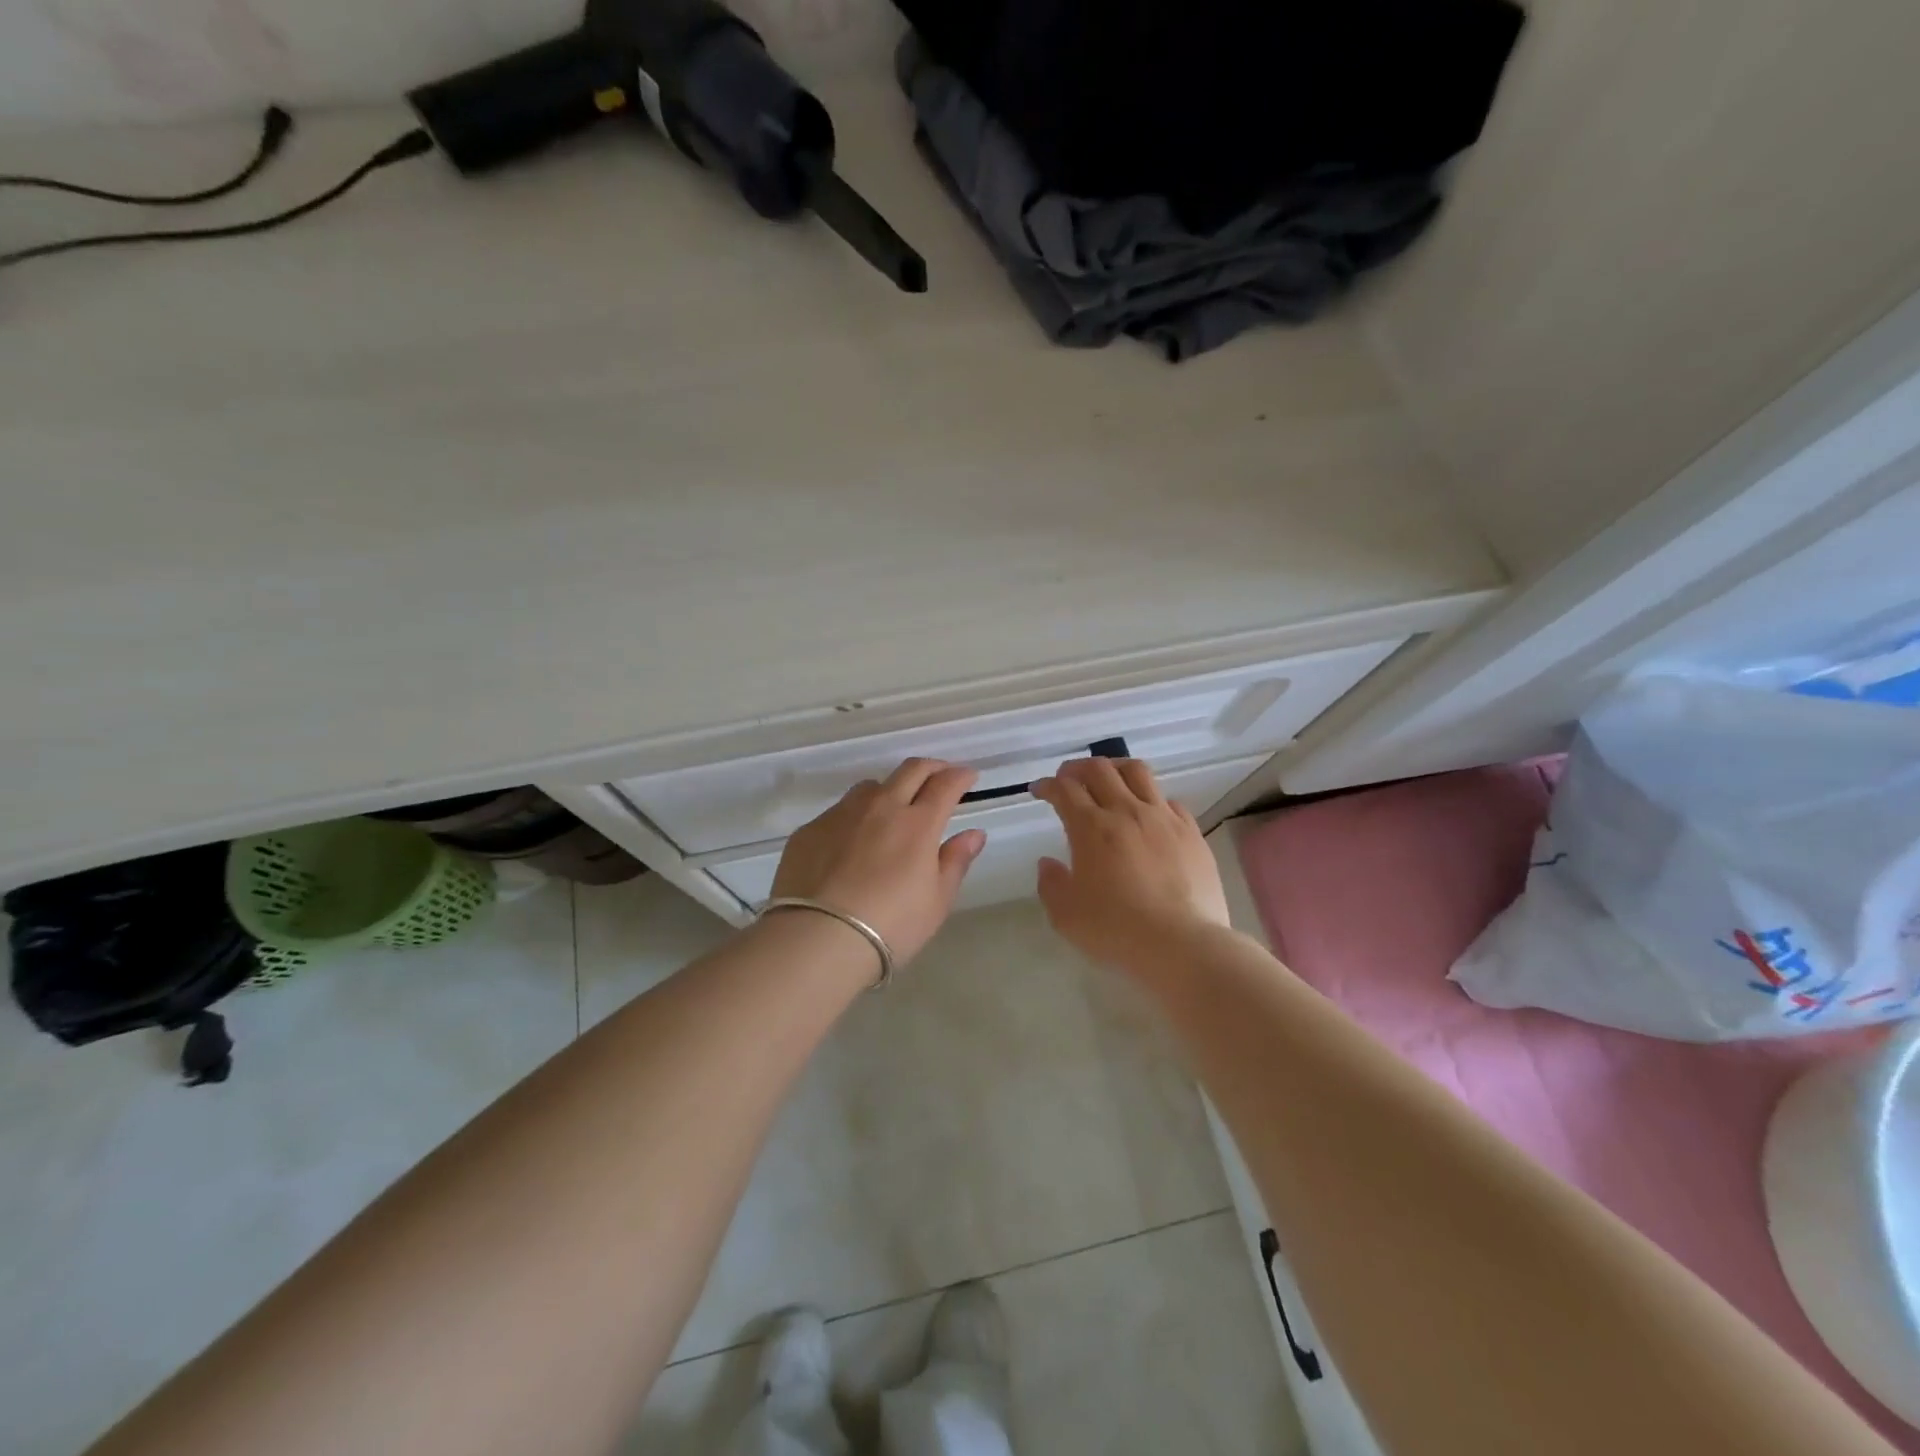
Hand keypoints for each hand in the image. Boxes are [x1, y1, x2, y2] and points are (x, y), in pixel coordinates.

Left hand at [769, 759, 987, 965]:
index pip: (945, 785)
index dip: (960, 776)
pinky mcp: (810, 830)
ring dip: (890, 789)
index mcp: (917, 823)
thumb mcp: (936, 901)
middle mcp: (880, 807)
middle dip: (931, 767)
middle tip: (940, 775)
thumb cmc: (890, 925)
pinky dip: (854, 818)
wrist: (818, 938)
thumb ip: (955, 861)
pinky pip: (838, 812)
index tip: (968, 776)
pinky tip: (850, 843)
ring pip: (870, 787)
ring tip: (893, 808)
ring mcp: (841, 815)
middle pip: (910, 770)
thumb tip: (974, 834)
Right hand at [1030, 756, 1230, 971]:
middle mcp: (1127, 812)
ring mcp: (1163, 819)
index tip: (1039, 790)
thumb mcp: (1066, 915)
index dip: (1048, 785)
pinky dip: (1152, 799)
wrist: (1182, 944)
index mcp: (1091, 828)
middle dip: (1078, 768)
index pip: (1065, 790)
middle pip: (1100, 769)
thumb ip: (1051, 884)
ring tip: (1109, 778)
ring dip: (1116, 768)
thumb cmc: (1116, 930)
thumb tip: (1048, 863)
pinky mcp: (1191, 832)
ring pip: (1138, 772)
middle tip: (1068, 777)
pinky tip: (1149, 813)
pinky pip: (1169, 801)